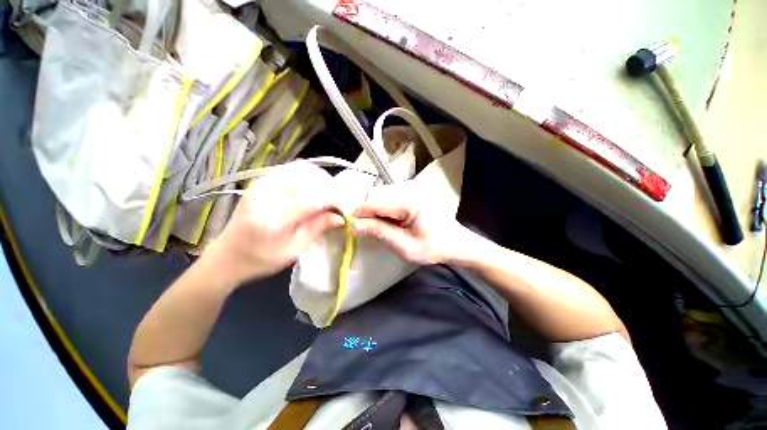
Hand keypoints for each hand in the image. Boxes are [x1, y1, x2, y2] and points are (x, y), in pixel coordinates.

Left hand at [204, 163, 343, 284]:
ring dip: (318, 179)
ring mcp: (260, 184)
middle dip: (327, 187)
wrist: (227, 255)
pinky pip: (290, 170)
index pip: (312, 199)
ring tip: (326, 193)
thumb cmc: (262, 259)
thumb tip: (340, 216)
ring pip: (300, 169)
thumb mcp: (294, 250)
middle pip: (307, 179)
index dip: (332, 199)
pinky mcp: (260, 181)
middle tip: (336, 199)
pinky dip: (306, 176)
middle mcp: (266, 195)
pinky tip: (311, 188)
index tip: (344, 205)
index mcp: (274, 218)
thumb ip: (317, 228)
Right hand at [352, 184, 473, 264]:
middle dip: (366, 213)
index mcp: (409, 200)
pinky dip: (382, 209)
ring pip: (379, 195)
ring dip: (374, 211)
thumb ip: (379, 232)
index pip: (373, 202)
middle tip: (368, 231)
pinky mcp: (410, 192)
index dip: (359, 214)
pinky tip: (389, 221)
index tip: (352, 228)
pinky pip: (388, 197)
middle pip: (374, 195)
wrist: (456, 242)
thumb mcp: (405, 246)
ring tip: (380, 228)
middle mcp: (408, 188)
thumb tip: (353, 225)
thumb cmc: (434, 247)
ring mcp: (410, 188)